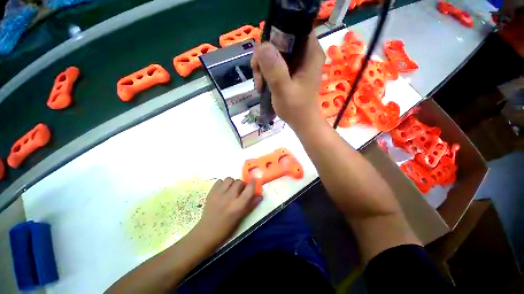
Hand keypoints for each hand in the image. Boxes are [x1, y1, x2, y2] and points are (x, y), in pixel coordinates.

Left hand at [193, 178, 262, 247]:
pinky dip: (222, 184)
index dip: (253, 182)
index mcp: (239, 205)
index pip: (249, 188)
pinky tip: (222, 190)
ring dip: (232, 183)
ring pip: (229, 179)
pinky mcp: (211, 192)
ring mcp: (219, 194)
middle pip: (239, 181)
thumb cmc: (227, 227)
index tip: (253, 181)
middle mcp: (229, 197)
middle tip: (240, 190)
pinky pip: (219, 181)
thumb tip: (260, 195)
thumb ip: (252, 204)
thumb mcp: (242, 216)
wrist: (207, 231)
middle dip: (241, 185)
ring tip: (230, 189)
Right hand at [251, 33, 325, 128]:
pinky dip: (266, 73)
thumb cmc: (296, 109)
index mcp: (310, 53)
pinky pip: (275, 64)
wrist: (302, 123)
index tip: (262, 56)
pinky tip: (262, 86)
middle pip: (280, 41)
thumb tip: (262, 46)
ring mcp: (298, 63)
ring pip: (275, 53)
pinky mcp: (292, 71)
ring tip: (259, 86)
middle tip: (258, 77)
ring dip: (263, 68)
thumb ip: (274, 69)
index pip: (293, 28)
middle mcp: (306, 54)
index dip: (275, 35)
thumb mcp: (283, 90)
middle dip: (264, 57)